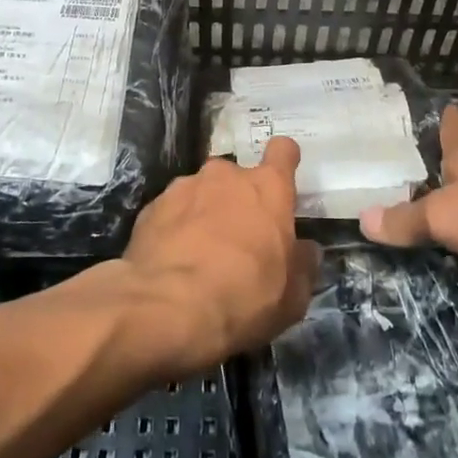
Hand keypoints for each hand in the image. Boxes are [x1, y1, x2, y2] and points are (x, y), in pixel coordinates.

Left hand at [120, 136, 320, 373]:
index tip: (282, 178)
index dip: (284, 161)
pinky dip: (175, 228)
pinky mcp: (151, 206)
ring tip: (199, 254)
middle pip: (237, 177)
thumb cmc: (244, 297)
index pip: (283, 151)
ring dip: (204, 213)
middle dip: (238, 200)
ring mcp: (184, 186)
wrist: (167, 307)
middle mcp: (226, 176)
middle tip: (238, 239)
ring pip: (202, 192)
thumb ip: (302, 265)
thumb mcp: (292, 296)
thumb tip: (306, 250)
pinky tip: (172, 261)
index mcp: (267, 188)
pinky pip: (171, 211)